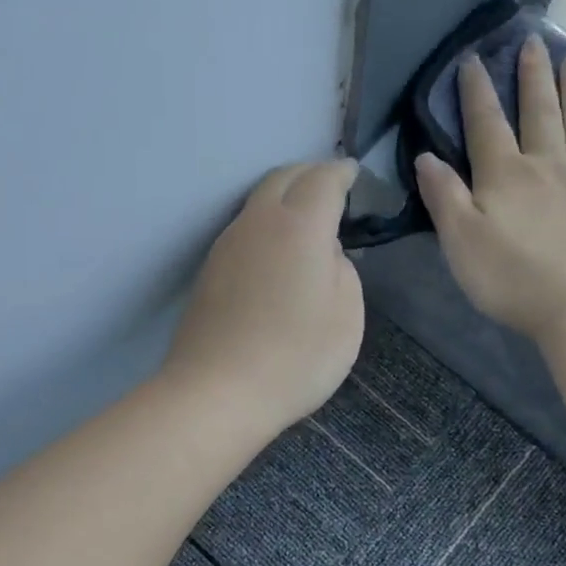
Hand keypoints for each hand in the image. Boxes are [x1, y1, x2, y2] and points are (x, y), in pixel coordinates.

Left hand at [162, 159, 364, 440]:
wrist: (216, 393)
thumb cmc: (295, 358)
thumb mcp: (346, 316)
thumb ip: (343, 270)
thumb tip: (325, 252)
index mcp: (300, 226)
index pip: (324, 179)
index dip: (343, 172)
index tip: (355, 174)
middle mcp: (258, 222)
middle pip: (284, 177)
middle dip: (311, 173)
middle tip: (332, 187)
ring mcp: (227, 244)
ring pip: (259, 200)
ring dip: (285, 196)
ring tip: (306, 216)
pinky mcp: (209, 269)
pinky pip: (244, 227)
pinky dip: (267, 222)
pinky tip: (277, 249)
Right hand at [416, 35, 565, 348]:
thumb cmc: (516, 282)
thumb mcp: (461, 244)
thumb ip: (444, 198)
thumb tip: (425, 155)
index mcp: (506, 177)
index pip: (487, 125)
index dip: (477, 92)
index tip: (473, 59)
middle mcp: (550, 167)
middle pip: (540, 113)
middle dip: (533, 77)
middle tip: (533, 41)